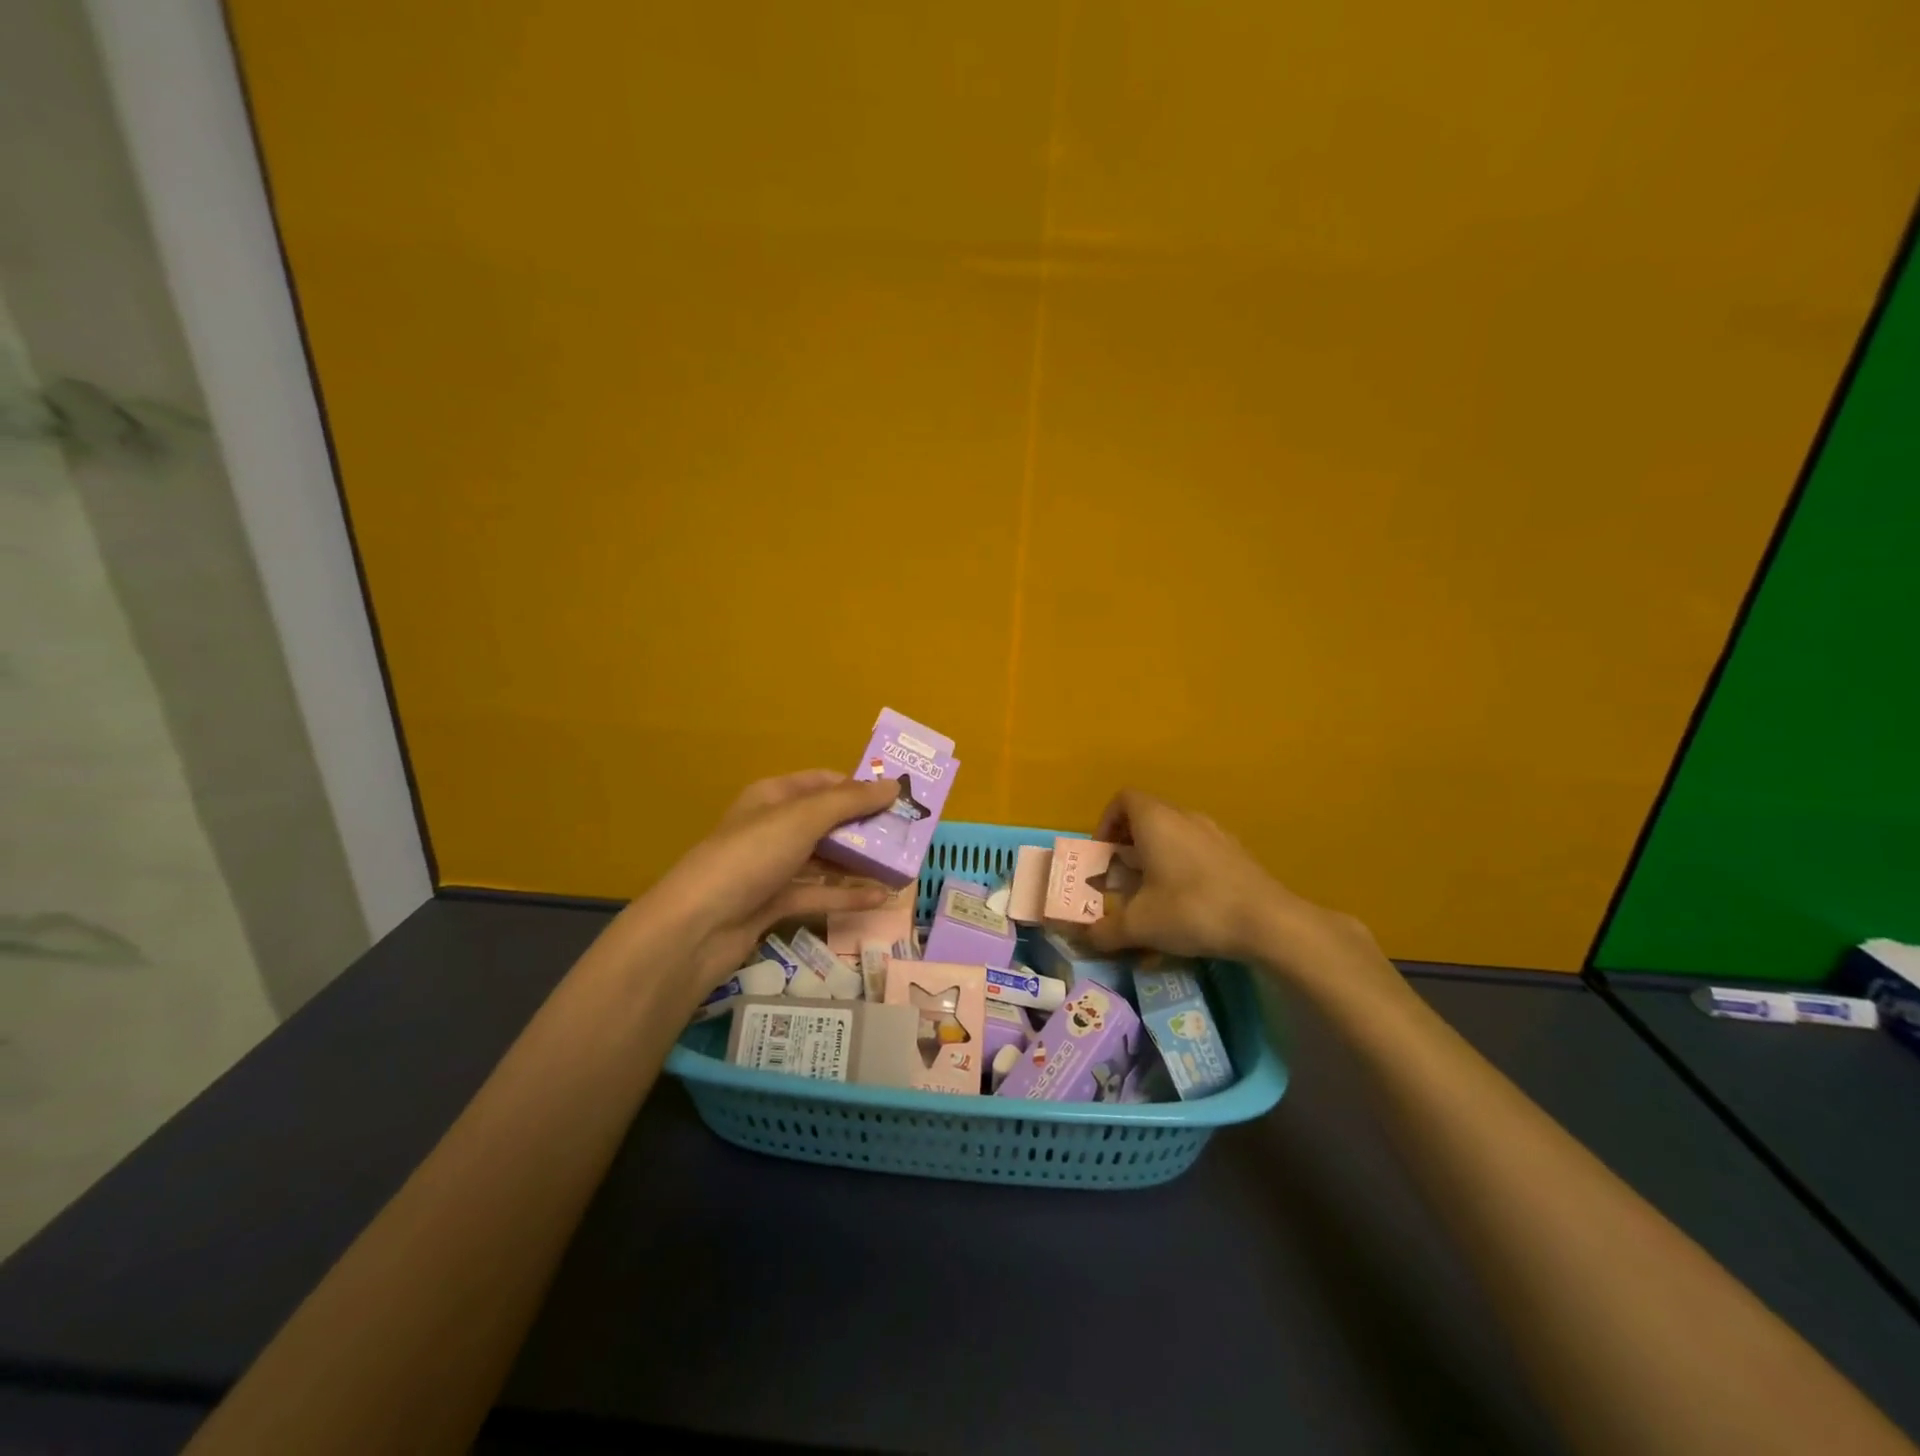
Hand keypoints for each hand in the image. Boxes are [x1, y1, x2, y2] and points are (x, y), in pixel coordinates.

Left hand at [640, 771, 898, 996]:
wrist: (698, 926)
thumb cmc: (751, 856)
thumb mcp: (803, 819)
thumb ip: (851, 802)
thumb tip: (893, 785)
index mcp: (773, 797)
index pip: (823, 782)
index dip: (859, 787)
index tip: (898, 797)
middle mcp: (773, 828)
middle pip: (827, 821)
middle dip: (865, 827)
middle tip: (907, 834)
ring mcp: (772, 867)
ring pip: (824, 860)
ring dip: (860, 863)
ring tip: (902, 867)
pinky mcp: (774, 903)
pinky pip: (817, 894)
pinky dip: (846, 895)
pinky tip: (880, 898)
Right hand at [1084, 789, 1354, 971]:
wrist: (1267, 922)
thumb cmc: (1193, 910)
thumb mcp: (1140, 926)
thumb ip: (1105, 930)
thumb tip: (1085, 938)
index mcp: (1156, 820)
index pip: (1123, 799)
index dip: (1106, 822)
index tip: (1103, 854)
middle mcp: (1184, 816)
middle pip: (1148, 815)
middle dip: (1128, 843)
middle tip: (1122, 877)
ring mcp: (1215, 832)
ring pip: (1174, 831)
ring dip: (1157, 854)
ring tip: (1152, 891)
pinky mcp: (1236, 852)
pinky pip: (1198, 847)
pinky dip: (1183, 864)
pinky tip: (1187, 900)